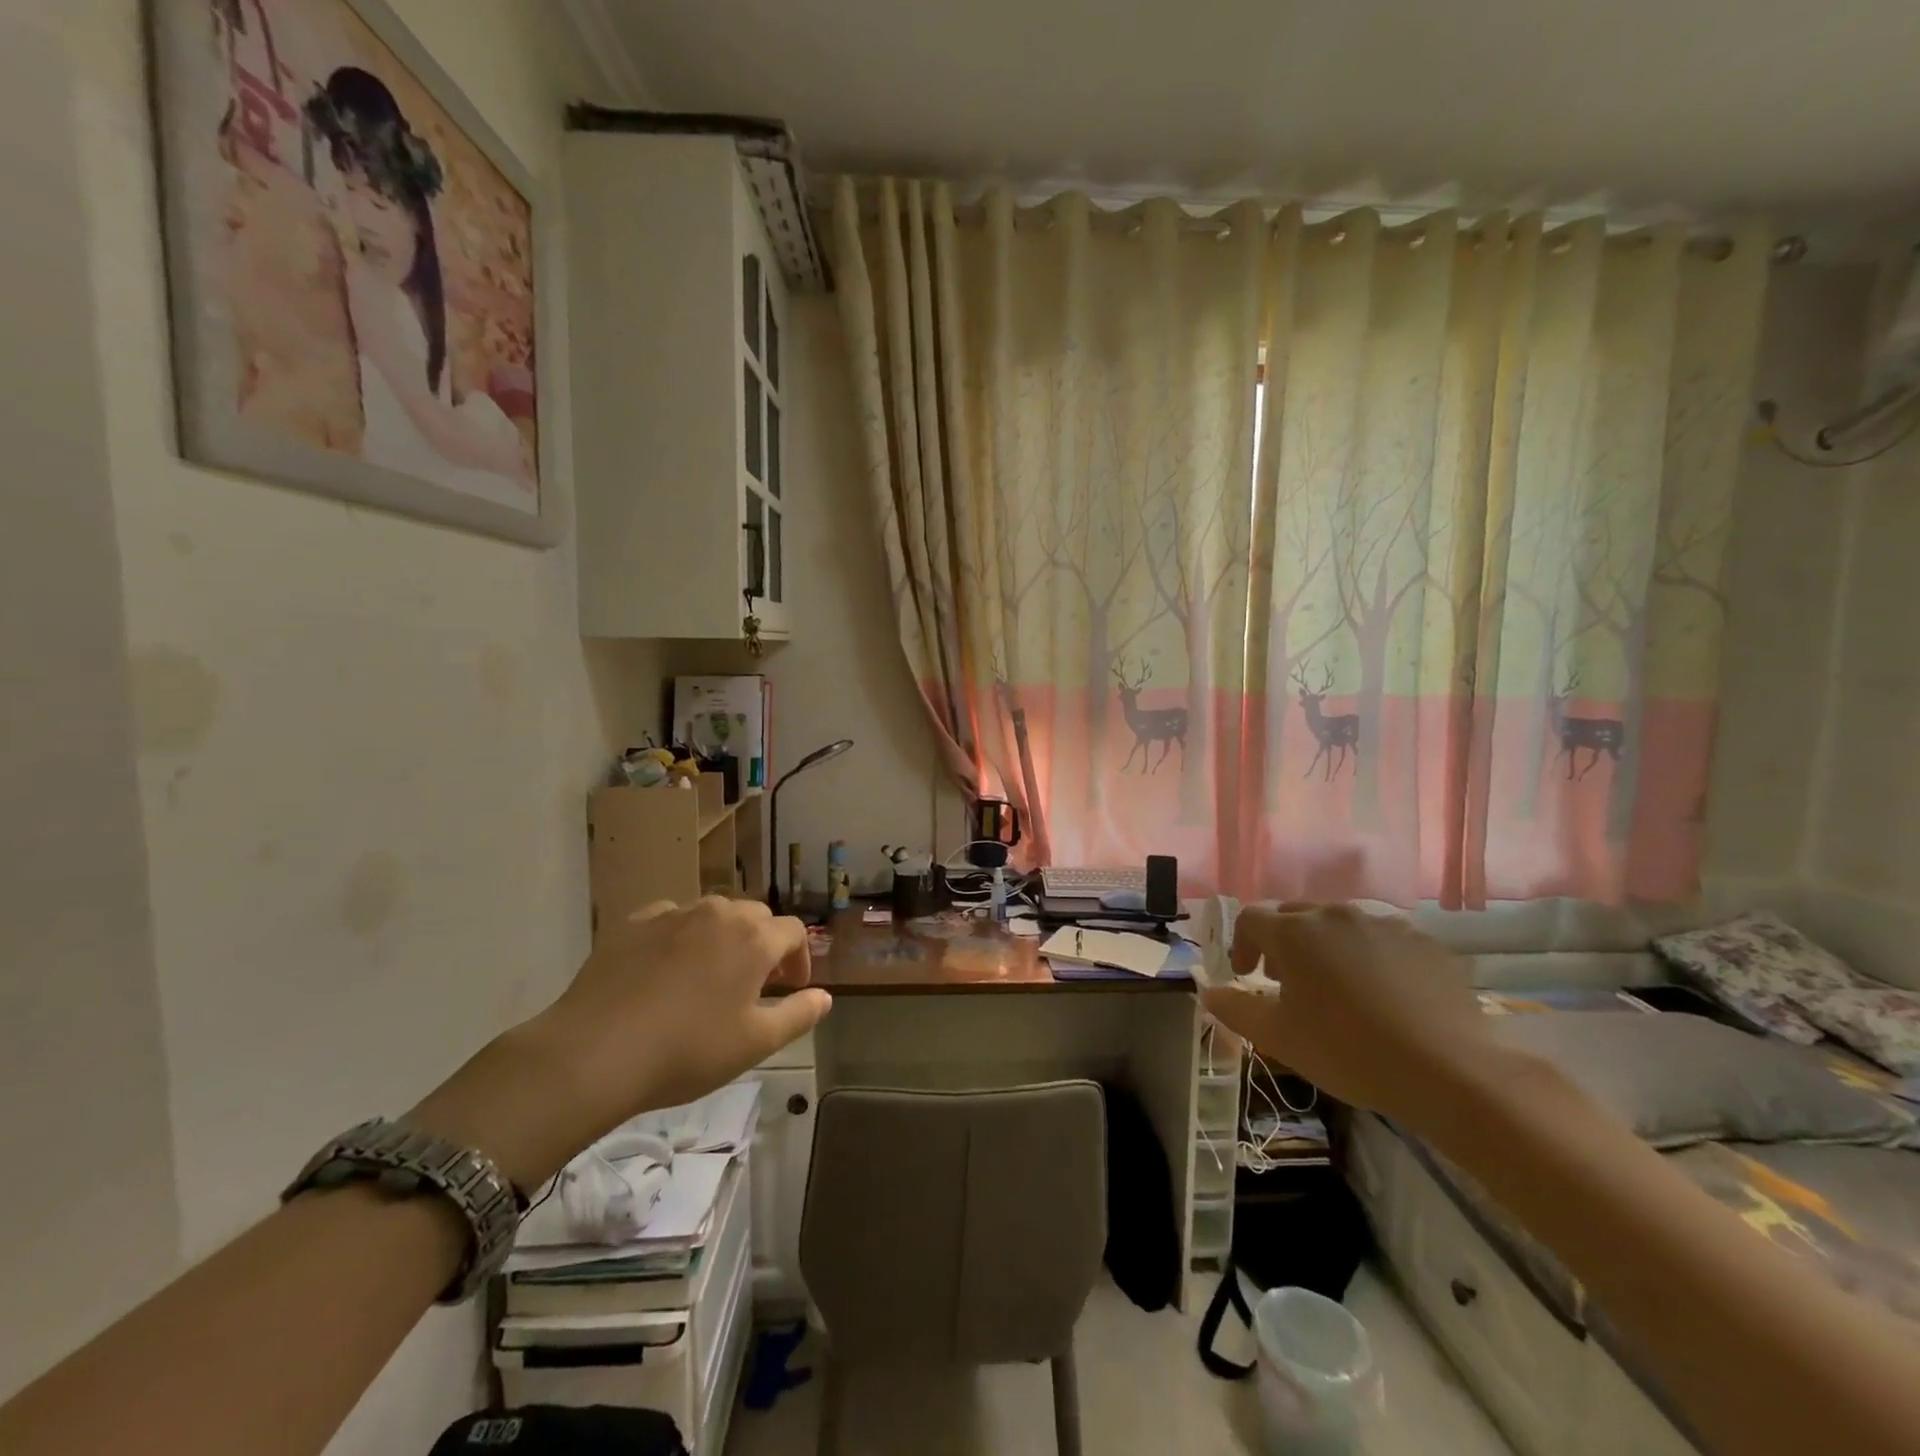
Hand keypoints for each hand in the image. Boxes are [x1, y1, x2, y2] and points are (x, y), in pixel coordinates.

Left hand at [412, 898, 830, 1187]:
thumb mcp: (755, 1044)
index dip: (799, 957)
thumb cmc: (687, 1051)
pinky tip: (666, 967)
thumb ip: (798, 1015)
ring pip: (712, 914)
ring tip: (709, 975)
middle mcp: (719, 913)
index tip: (790, 987)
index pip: (794, 930)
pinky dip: (680, 935)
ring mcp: (673, 914)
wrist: (594, 1052)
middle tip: (754, 983)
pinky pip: (671, 919)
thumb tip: (825, 997)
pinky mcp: (633, 923)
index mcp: (754, 939)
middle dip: (763, 944)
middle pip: (755, 917)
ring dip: (722, 937)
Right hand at [1198, 903, 1492, 1129]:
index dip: (1240, 945)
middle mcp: (1335, 914)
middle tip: (1287, 982)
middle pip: (1295, 916)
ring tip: (1337, 989)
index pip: (1250, 919)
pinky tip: (1384, 996)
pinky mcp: (1424, 942)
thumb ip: (1235, 1008)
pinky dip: (1370, 957)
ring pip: (1340, 925)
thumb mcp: (1278, 1037)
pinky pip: (1382, 940)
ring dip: (1327, 948)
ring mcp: (1384, 924)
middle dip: (1283, 944)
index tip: (1247, 976)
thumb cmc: (1348, 1050)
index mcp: (1294, 932)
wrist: (1449, 1071)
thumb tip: (1209, 991)